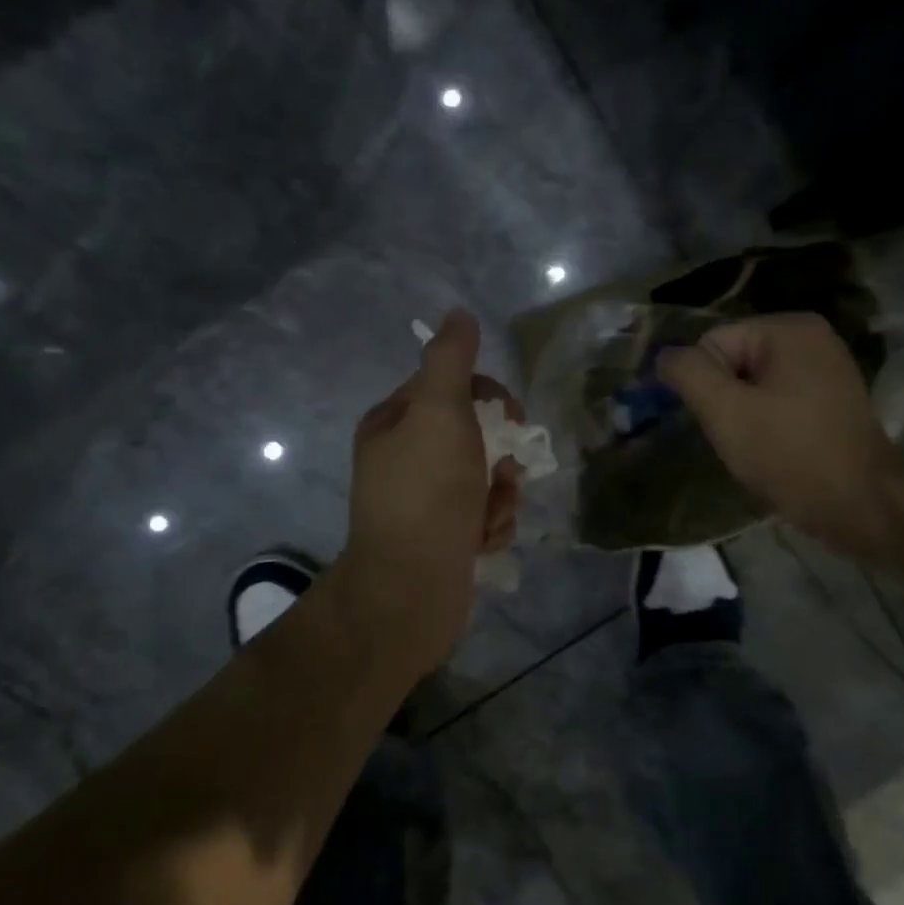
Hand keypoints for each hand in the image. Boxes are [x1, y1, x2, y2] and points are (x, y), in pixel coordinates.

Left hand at [337, 310, 521, 671]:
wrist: (411, 590)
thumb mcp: (440, 413)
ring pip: (485, 478)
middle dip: (499, 455)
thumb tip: (458, 314)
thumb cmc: (427, 493)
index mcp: (393, 423)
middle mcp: (403, 458)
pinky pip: (482, 515)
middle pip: (474, 435)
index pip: (450, 387)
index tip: (509, 418)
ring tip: (489, 516)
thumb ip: (452, 361)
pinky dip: (491, 525)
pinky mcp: (442, 537)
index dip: (487, 397)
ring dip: (500, 495)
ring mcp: (422, 502)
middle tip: (503, 473)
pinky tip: (483, 542)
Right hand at [659, 312, 903, 556]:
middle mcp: (811, 337)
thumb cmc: (791, 454)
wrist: (862, 505)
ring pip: (752, 384)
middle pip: (733, 361)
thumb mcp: (726, 411)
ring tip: (755, 446)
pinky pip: (776, 399)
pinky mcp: (830, 398)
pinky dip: (765, 422)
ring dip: (742, 415)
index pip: (713, 343)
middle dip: (724, 400)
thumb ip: (688, 374)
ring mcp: (825, 368)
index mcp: (788, 329)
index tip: (721, 423)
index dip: (704, 386)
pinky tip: (773, 449)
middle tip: (736, 437)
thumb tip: (664, 356)